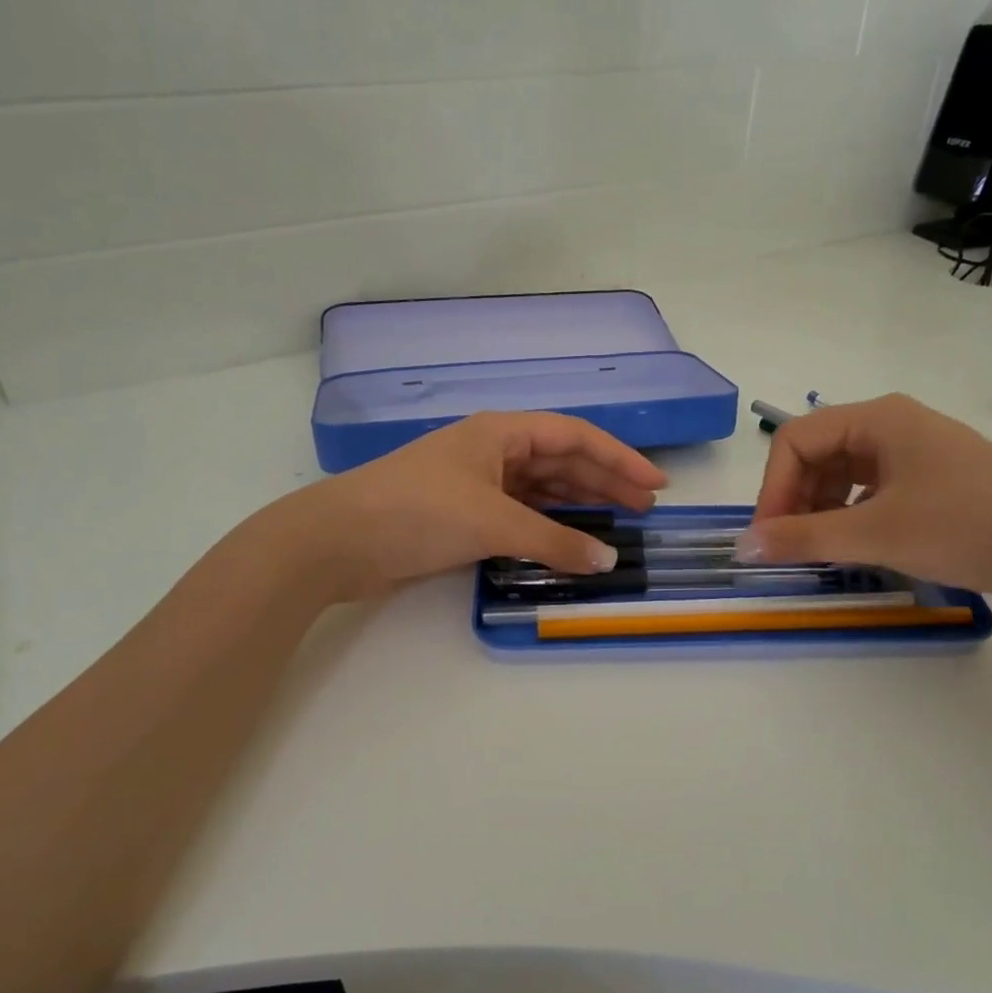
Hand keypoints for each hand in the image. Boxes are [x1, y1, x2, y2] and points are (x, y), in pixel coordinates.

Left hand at [287, 413, 666, 599]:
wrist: (336, 541)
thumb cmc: (417, 512)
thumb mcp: (491, 522)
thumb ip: (553, 541)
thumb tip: (608, 560)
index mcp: (500, 432)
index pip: (574, 436)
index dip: (619, 457)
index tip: (655, 484)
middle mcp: (492, 451)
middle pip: (561, 460)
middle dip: (604, 481)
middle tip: (644, 508)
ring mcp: (476, 483)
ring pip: (541, 489)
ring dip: (578, 504)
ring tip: (617, 524)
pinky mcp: (463, 515)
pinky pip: (520, 514)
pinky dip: (547, 526)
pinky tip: (569, 539)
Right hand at [736, 393, 991, 602]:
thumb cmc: (965, 527)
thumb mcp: (876, 534)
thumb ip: (804, 538)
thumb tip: (743, 546)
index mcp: (878, 418)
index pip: (795, 439)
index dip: (772, 488)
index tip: (768, 537)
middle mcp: (894, 422)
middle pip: (818, 452)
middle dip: (795, 498)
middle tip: (791, 547)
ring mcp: (918, 448)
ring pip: (845, 471)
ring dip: (821, 507)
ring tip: (822, 548)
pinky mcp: (936, 474)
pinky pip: (874, 485)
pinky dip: (853, 511)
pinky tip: (859, 541)